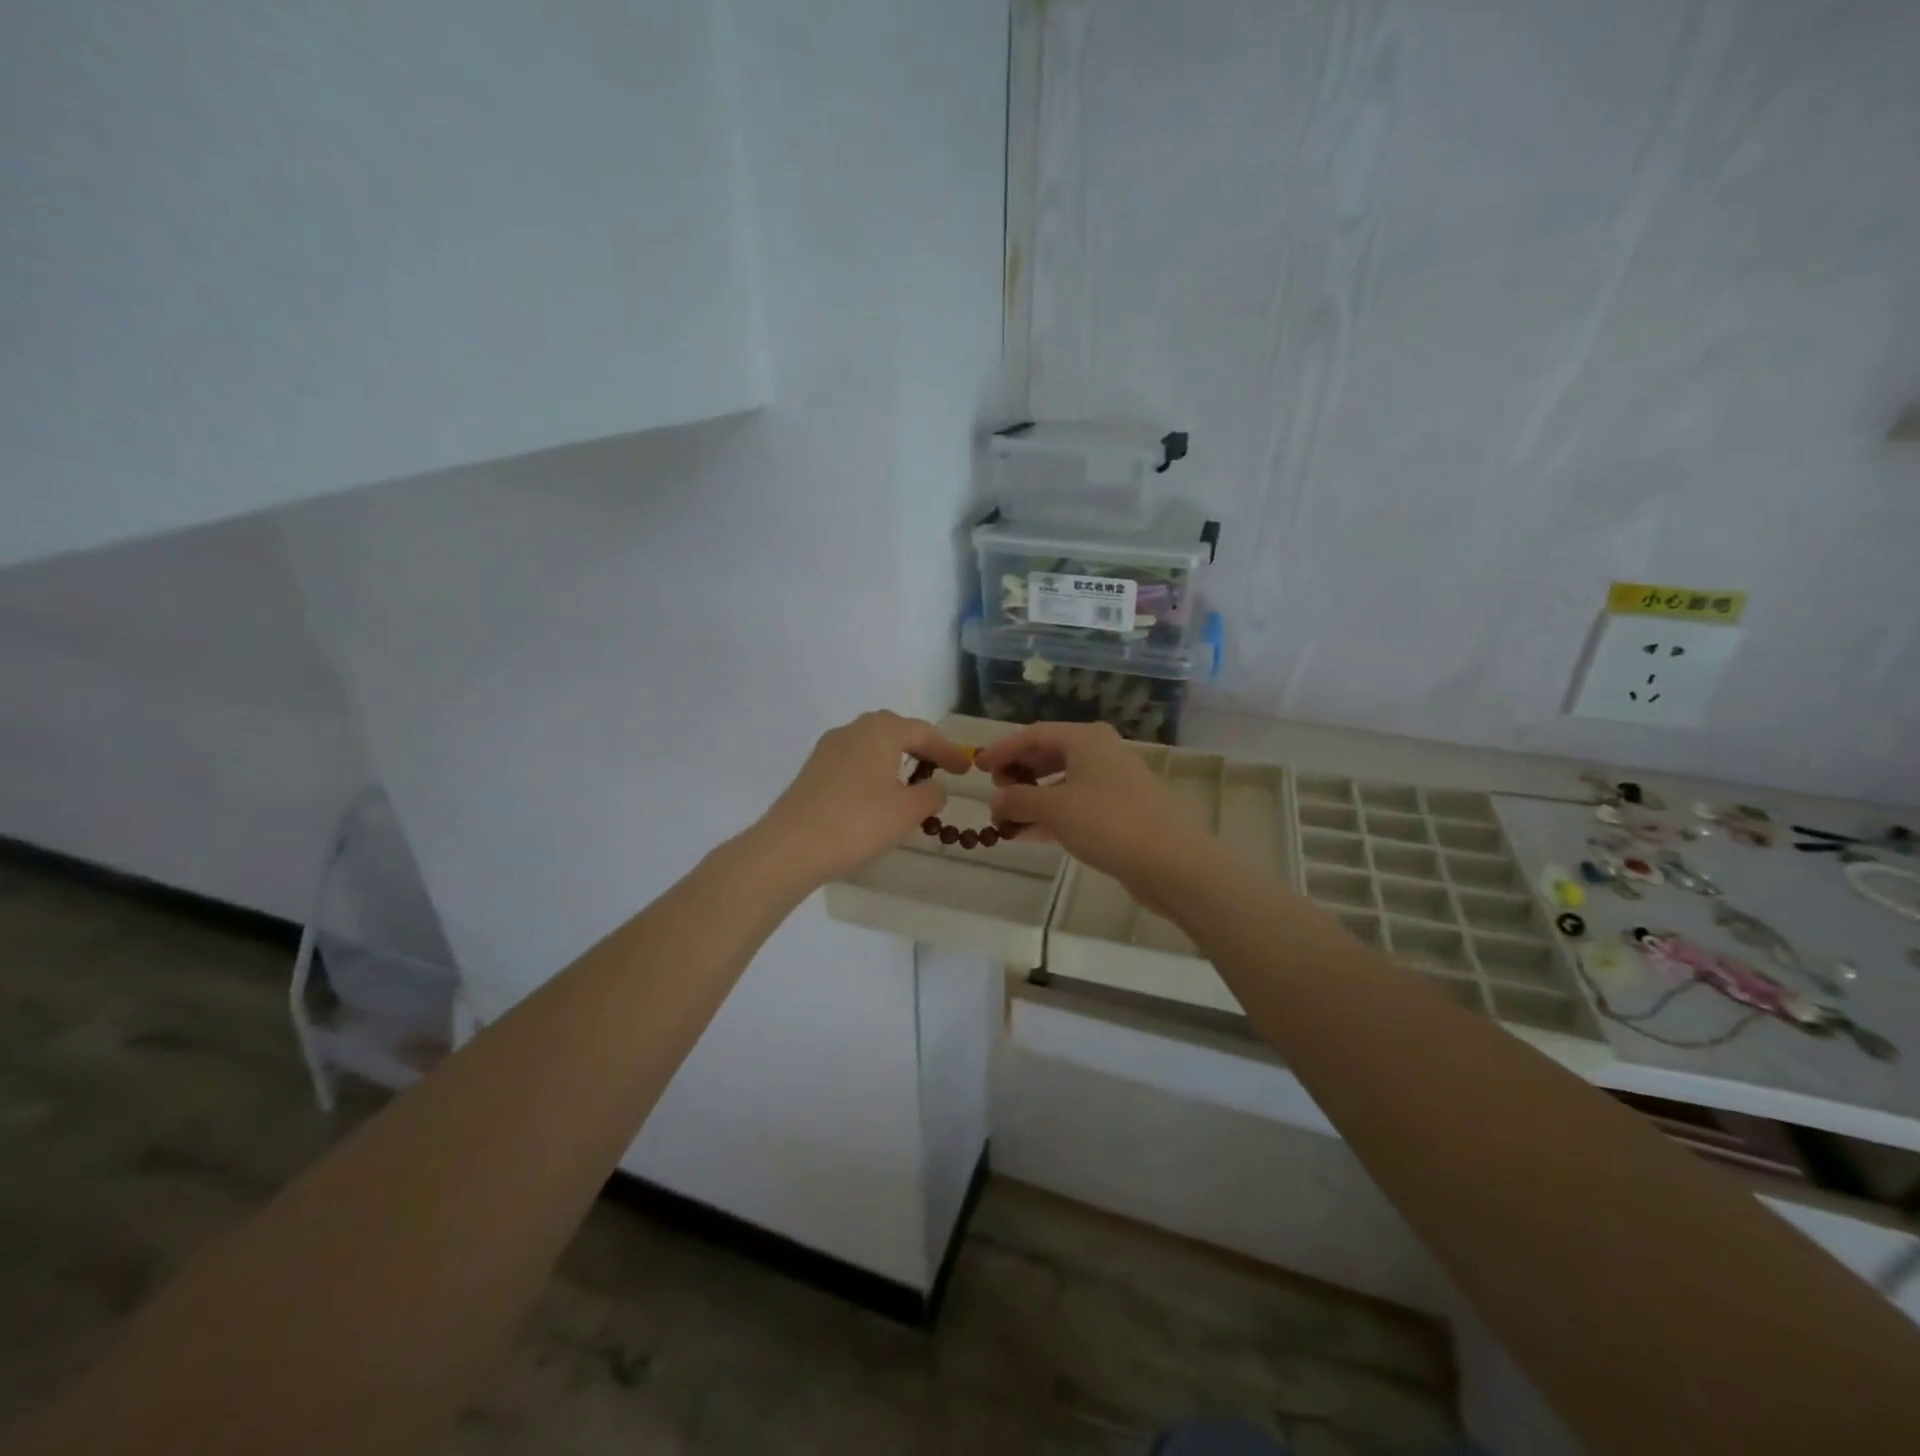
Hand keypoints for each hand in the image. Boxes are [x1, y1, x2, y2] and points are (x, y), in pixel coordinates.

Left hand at [758, 711, 975, 888]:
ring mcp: (828, 749)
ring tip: (910, 785)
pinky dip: (873, 772)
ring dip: (894, 760)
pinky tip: (877, 798)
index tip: (966, 769)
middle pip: (894, 730)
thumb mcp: (908, 811)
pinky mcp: (812, 770)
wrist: (790, 847)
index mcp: (881, 731)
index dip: (948, 751)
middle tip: (939, 768)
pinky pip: (853, 762)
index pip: (924, 733)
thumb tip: (933, 786)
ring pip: (871, 745)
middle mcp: (853, 730)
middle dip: (919, 748)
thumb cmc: (858, 823)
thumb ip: (931, 794)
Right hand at [974, 722, 1209, 890]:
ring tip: (1005, 820)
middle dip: (1018, 774)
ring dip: (1032, 800)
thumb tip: (994, 801)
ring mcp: (1113, 783)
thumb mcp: (1054, 809)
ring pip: (1062, 784)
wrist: (1171, 861)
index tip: (978, 767)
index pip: (1034, 734)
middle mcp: (1101, 753)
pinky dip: (1051, 816)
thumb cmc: (1108, 822)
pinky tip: (1028, 834)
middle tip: (995, 793)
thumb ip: (1018, 801)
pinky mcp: (1120, 812)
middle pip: (1049, 755)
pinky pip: (1076, 806)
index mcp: (1086, 739)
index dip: (1003, 749)